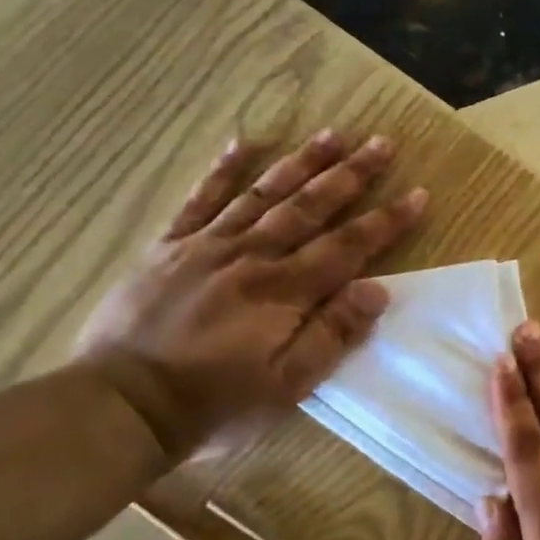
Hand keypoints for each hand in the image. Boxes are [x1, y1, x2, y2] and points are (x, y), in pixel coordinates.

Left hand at [74, 130, 425, 461]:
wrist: (121, 406)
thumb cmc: (215, 404)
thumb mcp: (286, 386)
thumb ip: (331, 335)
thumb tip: (377, 289)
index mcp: (284, 292)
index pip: (347, 246)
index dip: (386, 220)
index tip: (418, 194)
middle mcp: (251, 256)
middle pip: (310, 206)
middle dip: (350, 174)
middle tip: (381, 143)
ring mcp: (206, 246)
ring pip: (264, 193)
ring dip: (301, 161)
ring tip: (331, 133)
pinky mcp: (169, 247)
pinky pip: (200, 199)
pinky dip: (223, 170)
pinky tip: (244, 143)